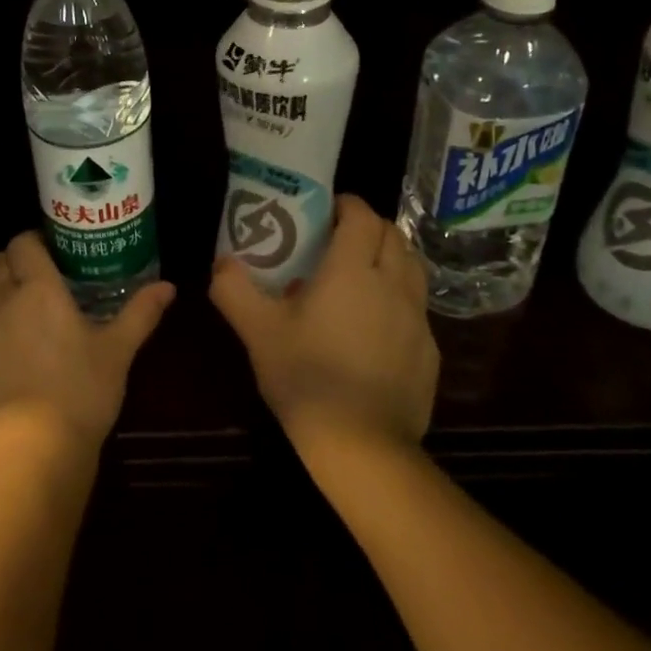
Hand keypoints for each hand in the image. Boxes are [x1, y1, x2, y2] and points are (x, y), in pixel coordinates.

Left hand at [0, 232, 174, 479]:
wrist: (31, 456)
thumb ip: (140, 313)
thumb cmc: (80, 397)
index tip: (46, 260)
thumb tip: (168, 286)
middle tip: (28, 287)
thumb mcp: (118, 353)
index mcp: (39, 289)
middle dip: (10, 266)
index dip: (32, 245)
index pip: (23, 243)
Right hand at [210, 194, 438, 456]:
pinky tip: (374, 327)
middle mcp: (393, 284)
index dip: (347, 205)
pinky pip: (417, 308)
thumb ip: (234, 289)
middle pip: (394, 235)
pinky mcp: (429, 351)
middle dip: (369, 227)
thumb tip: (221, 263)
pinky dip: (399, 299)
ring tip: (360, 276)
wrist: (361, 446)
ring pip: (412, 268)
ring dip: (389, 258)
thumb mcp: (257, 331)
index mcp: (352, 270)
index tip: (326, 210)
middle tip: (338, 240)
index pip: (362, 216)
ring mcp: (418, 319)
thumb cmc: (306, 376)